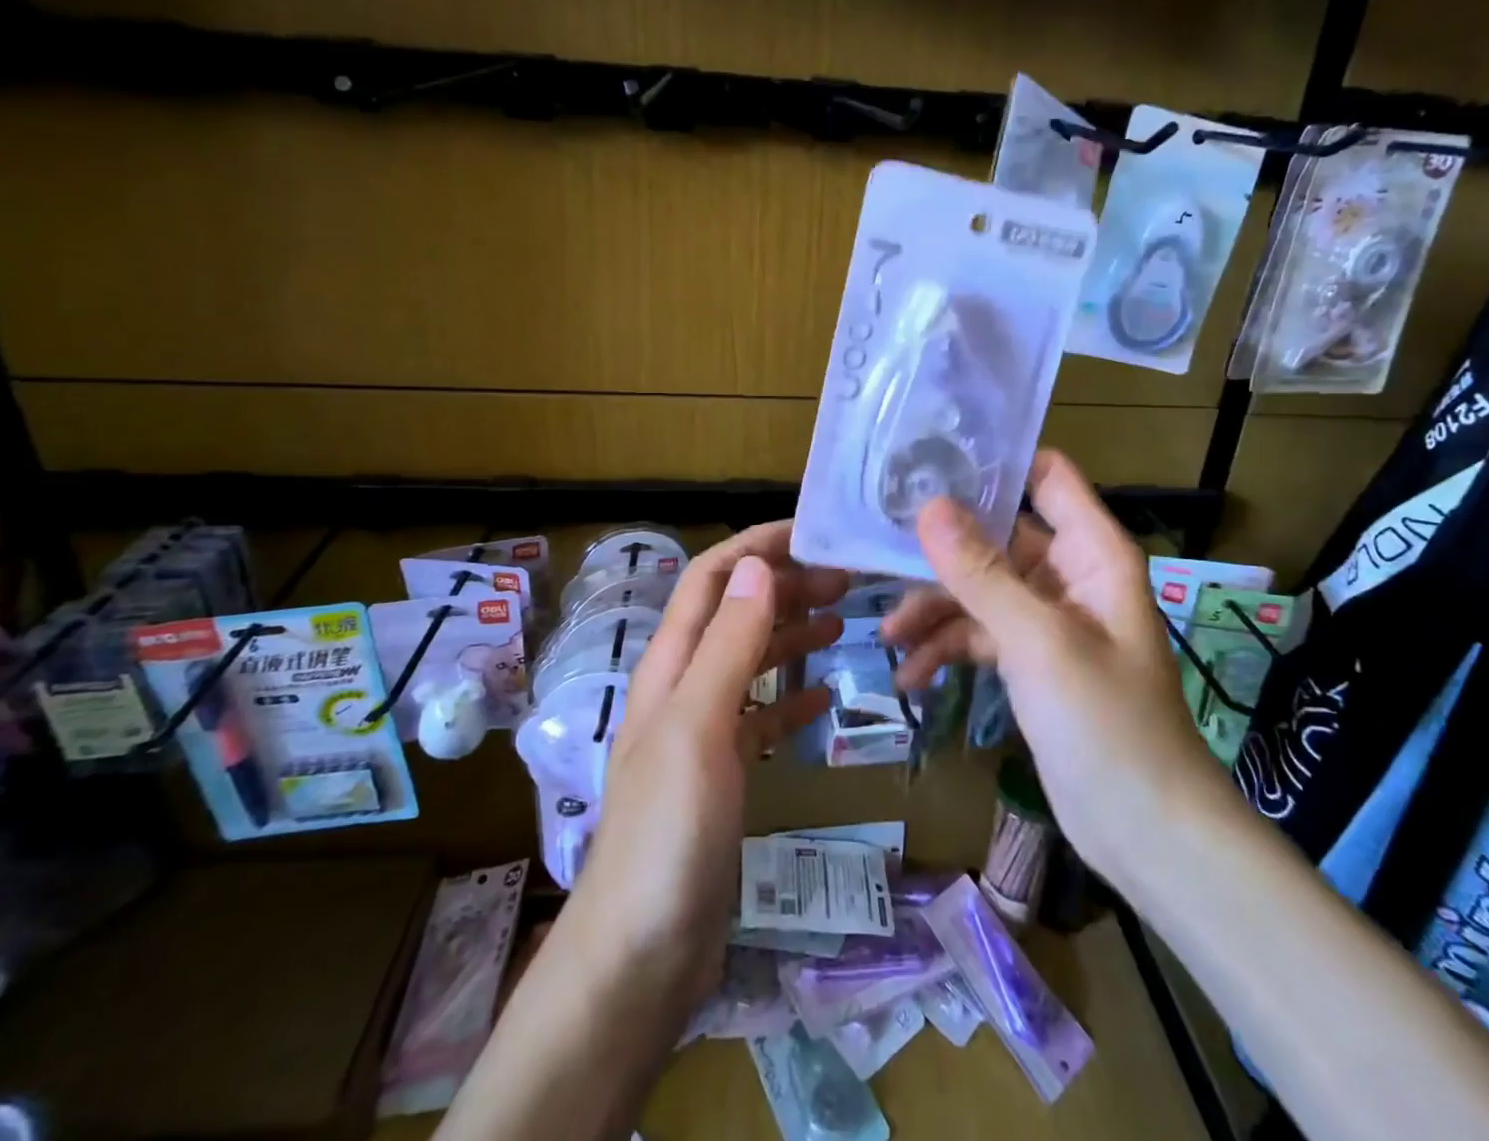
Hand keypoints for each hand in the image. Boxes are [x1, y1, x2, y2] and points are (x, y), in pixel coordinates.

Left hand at [560, 522, 846, 1010]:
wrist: (642, 953)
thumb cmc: (669, 831)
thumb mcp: (698, 726)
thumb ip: (727, 645)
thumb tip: (757, 566)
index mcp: (672, 667)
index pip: (710, 580)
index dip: (754, 548)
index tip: (811, 534)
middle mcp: (684, 689)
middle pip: (735, 615)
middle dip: (785, 588)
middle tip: (846, 582)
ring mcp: (703, 734)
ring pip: (751, 662)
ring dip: (791, 635)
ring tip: (843, 624)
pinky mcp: (722, 776)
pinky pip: (761, 717)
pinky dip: (791, 697)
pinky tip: (824, 697)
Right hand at [883, 449, 1222, 885]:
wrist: (1146, 832)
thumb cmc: (1107, 724)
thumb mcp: (1039, 642)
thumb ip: (982, 573)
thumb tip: (929, 506)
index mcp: (1091, 552)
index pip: (1046, 476)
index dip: (995, 463)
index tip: (929, 463)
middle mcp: (1070, 575)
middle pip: (997, 537)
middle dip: (942, 550)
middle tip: (880, 554)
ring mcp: (1048, 620)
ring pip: (981, 590)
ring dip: (935, 609)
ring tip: (888, 637)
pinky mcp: (1030, 661)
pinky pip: (980, 635)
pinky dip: (947, 649)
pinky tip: (911, 675)